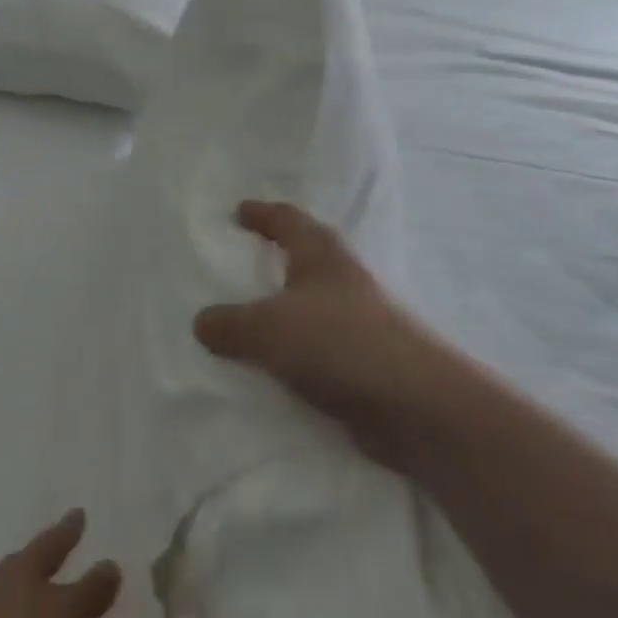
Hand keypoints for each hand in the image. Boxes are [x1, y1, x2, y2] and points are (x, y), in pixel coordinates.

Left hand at [0, 510, 120, 617]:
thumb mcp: (66, 615)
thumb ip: (89, 592)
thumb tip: (110, 564)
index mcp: (23, 568)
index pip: (52, 541)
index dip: (68, 529)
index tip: (78, 512)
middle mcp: (0, 588)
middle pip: (26, 567)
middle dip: (43, 561)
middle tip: (57, 550)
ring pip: (13, 601)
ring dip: (31, 601)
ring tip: (49, 603)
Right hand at [194, 201, 454, 470]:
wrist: (416, 405)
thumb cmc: (341, 343)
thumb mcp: (269, 328)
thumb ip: (230, 324)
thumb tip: (202, 322)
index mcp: (322, 255)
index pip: (287, 219)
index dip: (262, 213)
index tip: (238, 212)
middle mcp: (342, 280)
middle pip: (302, 259)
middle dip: (272, 259)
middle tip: (236, 266)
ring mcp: (355, 322)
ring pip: (307, 307)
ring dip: (280, 311)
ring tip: (242, 320)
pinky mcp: (361, 363)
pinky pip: (313, 349)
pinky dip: (290, 352)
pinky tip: (267, 369)